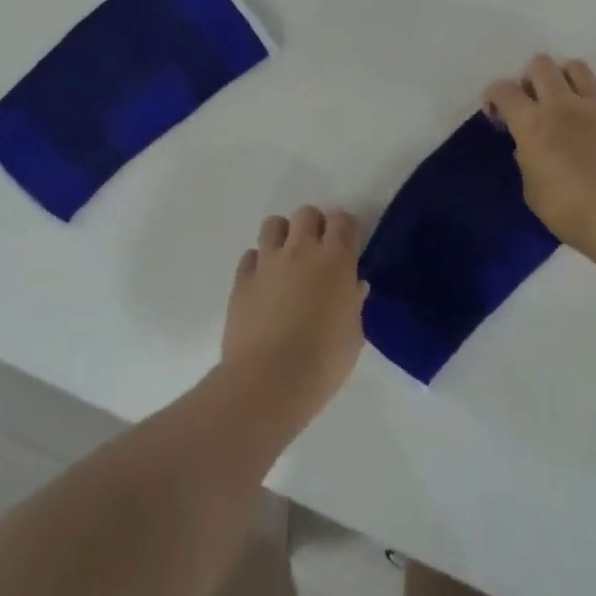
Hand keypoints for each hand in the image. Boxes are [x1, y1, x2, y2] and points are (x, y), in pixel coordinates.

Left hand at [220, 206, 367, 429]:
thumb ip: (353, 304)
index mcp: (335, 260)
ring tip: (288, 260)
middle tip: (318, 252)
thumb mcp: (353, 336)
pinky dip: (259, 263)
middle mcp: (301, 250)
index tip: (348, 245)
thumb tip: (354, 286)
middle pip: (307, 213)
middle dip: (315, 225)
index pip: (343, 221)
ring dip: (284, 236)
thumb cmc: (323, 362)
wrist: (268, 381)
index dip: (346, 228)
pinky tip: (264, 284)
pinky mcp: (241, 279)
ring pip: (274, 224)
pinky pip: (250, 256)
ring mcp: (267, 262)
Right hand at [483, 54, 595, 258]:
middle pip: (541, 65)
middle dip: (530, 76)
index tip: (496, 112)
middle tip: (531, 100)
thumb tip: (527, 150)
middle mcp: (561, 105)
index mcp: (531, 123)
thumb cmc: (568, 210)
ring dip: (564, 76)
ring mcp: (595, 107)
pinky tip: (594, 106)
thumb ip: (526, 163)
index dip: (493, 95)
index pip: (504, 90)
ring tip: (564, 98)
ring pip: (577, 67)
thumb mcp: (532, 191)